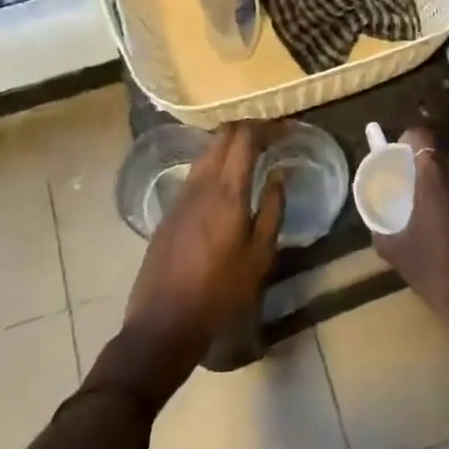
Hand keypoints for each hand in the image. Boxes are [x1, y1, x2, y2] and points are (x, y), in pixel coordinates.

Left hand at [102, 123, 283, 402]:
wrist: (164, 321)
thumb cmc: (220, 292)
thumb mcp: (260, 256)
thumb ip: (272, 209)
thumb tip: (280, 175)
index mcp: (227, 190)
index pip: (245, 137)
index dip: (266, 126)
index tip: (284, 130)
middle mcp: (201, 182)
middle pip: (223, 135)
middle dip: (248, 128)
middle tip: (270, 136)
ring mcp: (181, 194)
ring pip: (207, 151)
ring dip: (229, 143)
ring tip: (251, 155)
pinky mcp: (170, 208)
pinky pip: (196, 171)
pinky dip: (215, 162)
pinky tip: (226, 181)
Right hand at [371, 126, 448, 336]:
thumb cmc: (431, 270)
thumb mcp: (394, 250)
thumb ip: (381, 227)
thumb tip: (376, 220)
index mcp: (434, 178)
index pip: (421, 136)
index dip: (406, 139)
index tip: (396, 154)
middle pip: (440, 153)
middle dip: (422, 160)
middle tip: (407, 179)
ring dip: (441, 180)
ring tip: (426, 202)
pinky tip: (447, 226)